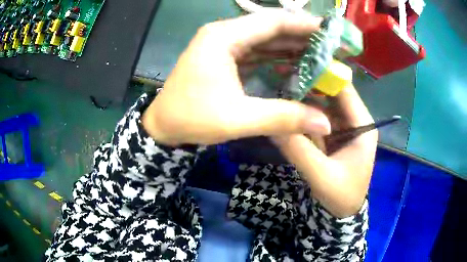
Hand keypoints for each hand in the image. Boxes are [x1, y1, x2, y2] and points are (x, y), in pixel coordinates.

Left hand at [142, 9, 330, 145]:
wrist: (162, 127)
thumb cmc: (191, 119)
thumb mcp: (238, 119)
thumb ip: (284, 118)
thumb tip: (324, 123)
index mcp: (223, 37)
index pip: (272, 21)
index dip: (304, 25)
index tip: (330, 32)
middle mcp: (223, 34)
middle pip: (269, 27)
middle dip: (301, 36)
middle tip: (330, 47)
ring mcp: (222, 45)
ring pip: (264, 39)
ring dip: (291, 46)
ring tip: (320, 55)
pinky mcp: (223, 57)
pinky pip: (256, 52)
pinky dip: (276, 57)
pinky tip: (295, 65)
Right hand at [273, 85, 377, 217]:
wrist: (342, 214)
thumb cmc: (340, 196)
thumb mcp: (320, 175)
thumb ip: (298, 149)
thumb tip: (272, 124)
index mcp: (363, 126)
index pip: (345, 90)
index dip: (324, 75)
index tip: (297, 65)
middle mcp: (357, 121)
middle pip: (334, 94)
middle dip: (311, 84)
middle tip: (283, 73)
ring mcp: (345, 128)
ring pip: (325, 104)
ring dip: (306, 97)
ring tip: (282, 86)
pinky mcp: (335, 135)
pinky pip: (319, 118)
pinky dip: (305, 113)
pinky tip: (289, 107)